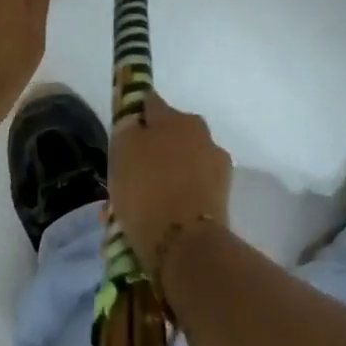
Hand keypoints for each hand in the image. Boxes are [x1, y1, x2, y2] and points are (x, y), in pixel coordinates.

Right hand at [108, 93, 232, 267]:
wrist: (187, 243)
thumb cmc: (147, 191)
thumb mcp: (122, 153)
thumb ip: (127, 130)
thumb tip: (135, 122)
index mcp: (173, 116)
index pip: (150, 102)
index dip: (136, 113)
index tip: (124, 130)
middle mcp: (198, 130)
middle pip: (170, 133)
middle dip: (154, 147)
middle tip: (134, 173)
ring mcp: (215, 161)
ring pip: (184, 160)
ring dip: (169, 172)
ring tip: (148, 201)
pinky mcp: (224, 192)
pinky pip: (195, 186)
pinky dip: (182, 194)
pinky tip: (166, 214)